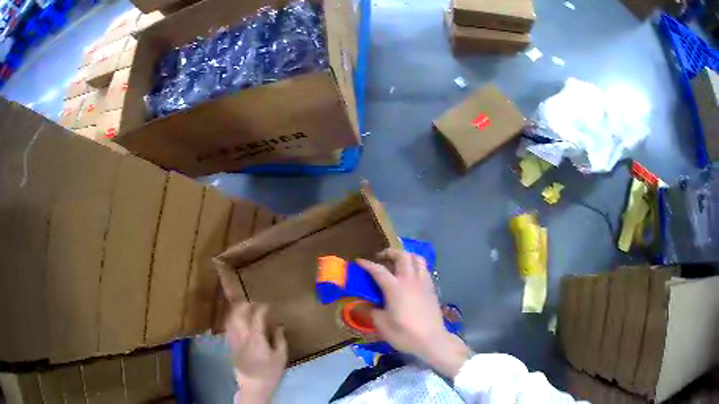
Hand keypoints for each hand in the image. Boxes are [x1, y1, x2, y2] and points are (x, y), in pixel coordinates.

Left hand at [226, 303, 286, 403]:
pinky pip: (228, 329)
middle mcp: (242, 336)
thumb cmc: (269, 373)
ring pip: (231, 320)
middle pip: (239, 314)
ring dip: (236, 312)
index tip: (268, 305)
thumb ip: (279, 340)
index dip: (263, 308)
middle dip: (245, 305)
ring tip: (243, 309)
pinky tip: (236, 323)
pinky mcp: (230, 347)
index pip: (257, 316)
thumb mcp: (281, 357)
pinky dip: (232, 322)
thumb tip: (279, 327)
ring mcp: (234, 341)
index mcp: (256, 337)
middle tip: (253, 303)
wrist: (253, 386)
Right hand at [357, 249, 472, 378]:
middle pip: (402, 256)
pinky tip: (411, 276)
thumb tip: (368, 305)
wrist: (432, 340)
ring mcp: (423, 283)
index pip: (378, 270)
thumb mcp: (382, 326)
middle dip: (390, 253)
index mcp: (395, 288)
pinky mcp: (432, 289)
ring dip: (406, 256)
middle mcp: (410, 281)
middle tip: (381, 258)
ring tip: (398, 262)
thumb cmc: (405, 334)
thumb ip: (373, 312)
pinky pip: (424, 269)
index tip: (359, 261)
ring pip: (417, 259)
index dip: (367, 264)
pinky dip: (416, 266)